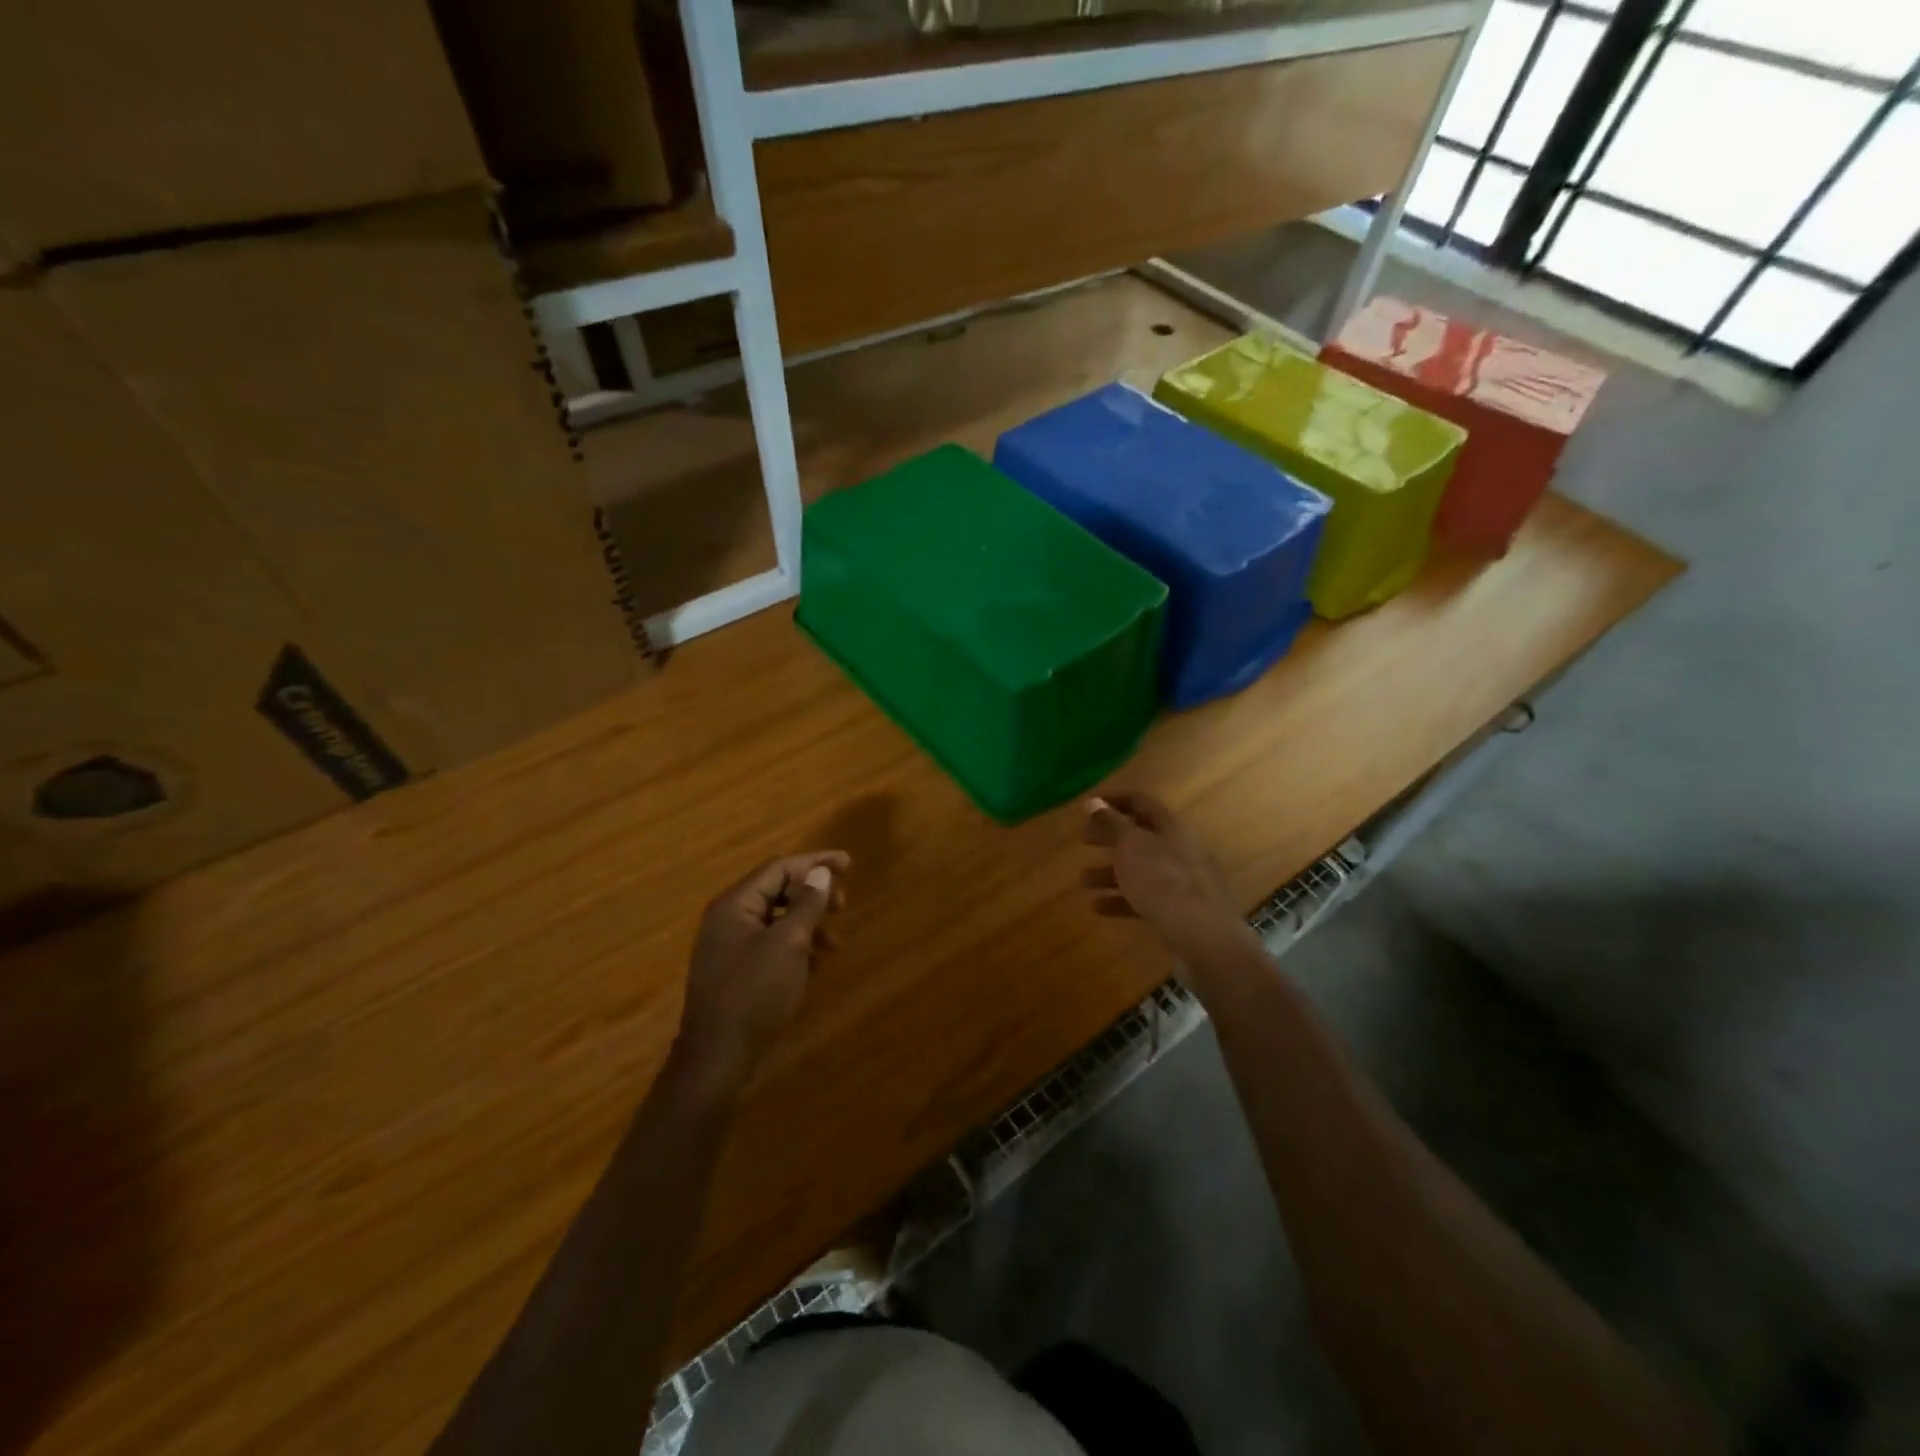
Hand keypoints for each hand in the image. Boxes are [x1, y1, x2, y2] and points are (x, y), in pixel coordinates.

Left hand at [674, 851, 848, 1093]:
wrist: (717, 1055)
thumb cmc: (755, 992)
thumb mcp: (789, 943)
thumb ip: (807, 904)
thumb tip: (821, 873)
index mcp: (735, 904)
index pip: (779, 868)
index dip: (815, 862)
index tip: (848, 864)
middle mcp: (728, 918)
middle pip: (777, 890)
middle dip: (813, 894)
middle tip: (843, 904)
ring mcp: (729, 945)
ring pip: (776, 919)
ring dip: (808, 924)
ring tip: (835, 945)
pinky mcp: (735, 970)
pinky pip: (770, 944)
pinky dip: (795, 946)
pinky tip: (815, 964)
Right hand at [1081, 793, 1250, 964]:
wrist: (1204, 937)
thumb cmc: (1162, 881)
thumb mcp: (1131, 846)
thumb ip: (1111, 823)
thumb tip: (1094, 801)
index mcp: (1170, 827)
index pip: (1140, 802)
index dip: (1114, 801)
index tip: (1088, 805)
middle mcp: (1178, 849)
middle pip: (1140, 836)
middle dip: (1109, 838)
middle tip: (1083, 840)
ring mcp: (1181, 881)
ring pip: (1140, 869)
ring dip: (1110, 872)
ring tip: (1083, 881)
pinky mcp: (1179, 910)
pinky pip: (1146, 897)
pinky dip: (1121, 899)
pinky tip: (1098, 907)